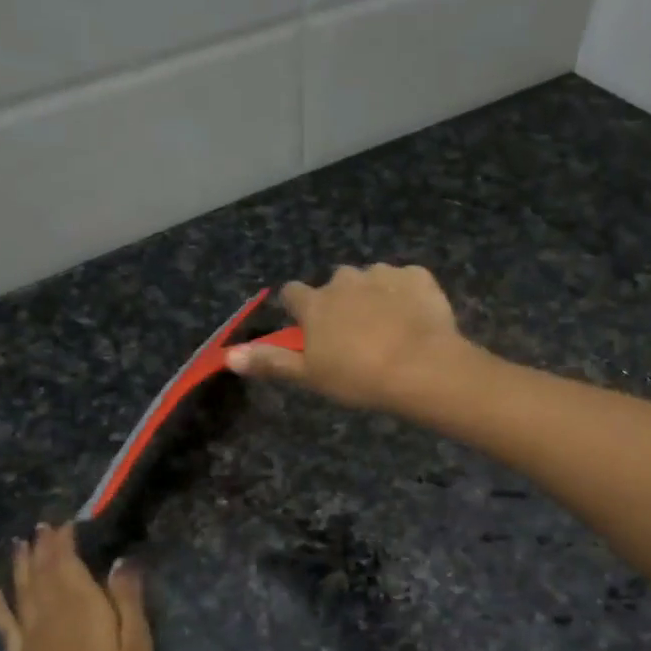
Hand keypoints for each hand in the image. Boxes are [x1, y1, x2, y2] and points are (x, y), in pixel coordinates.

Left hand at [0, 525, 154, 650]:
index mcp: (80, 607)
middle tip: (42, 526)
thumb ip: (127, 600)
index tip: (68, 521)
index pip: (66, 562)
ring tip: (19, 545)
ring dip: (20, 566)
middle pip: (41, 572)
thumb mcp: (137, 647)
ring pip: (21, 592)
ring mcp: (30, 640)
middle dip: (42, 547)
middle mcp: (49, 615)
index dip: (64, 539)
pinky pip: (4, 625)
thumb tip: (120, 561)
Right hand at [226, 263, 474, 412]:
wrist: (421, 367)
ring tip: (389, 328)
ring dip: (374, 295)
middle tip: (355, 335)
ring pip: (371, 279)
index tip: (309, 328)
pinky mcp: (417, 275)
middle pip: (334, 284)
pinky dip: (406, 294)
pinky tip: (415, 319)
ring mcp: (383, 273)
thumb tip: (229, 356)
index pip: (292, 293)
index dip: (298, 309)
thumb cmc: (359, 377)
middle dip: (341, 302)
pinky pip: (406, 280)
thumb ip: (271, 362)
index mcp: (315, 302)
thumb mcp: (310, 376)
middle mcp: (344, 279)